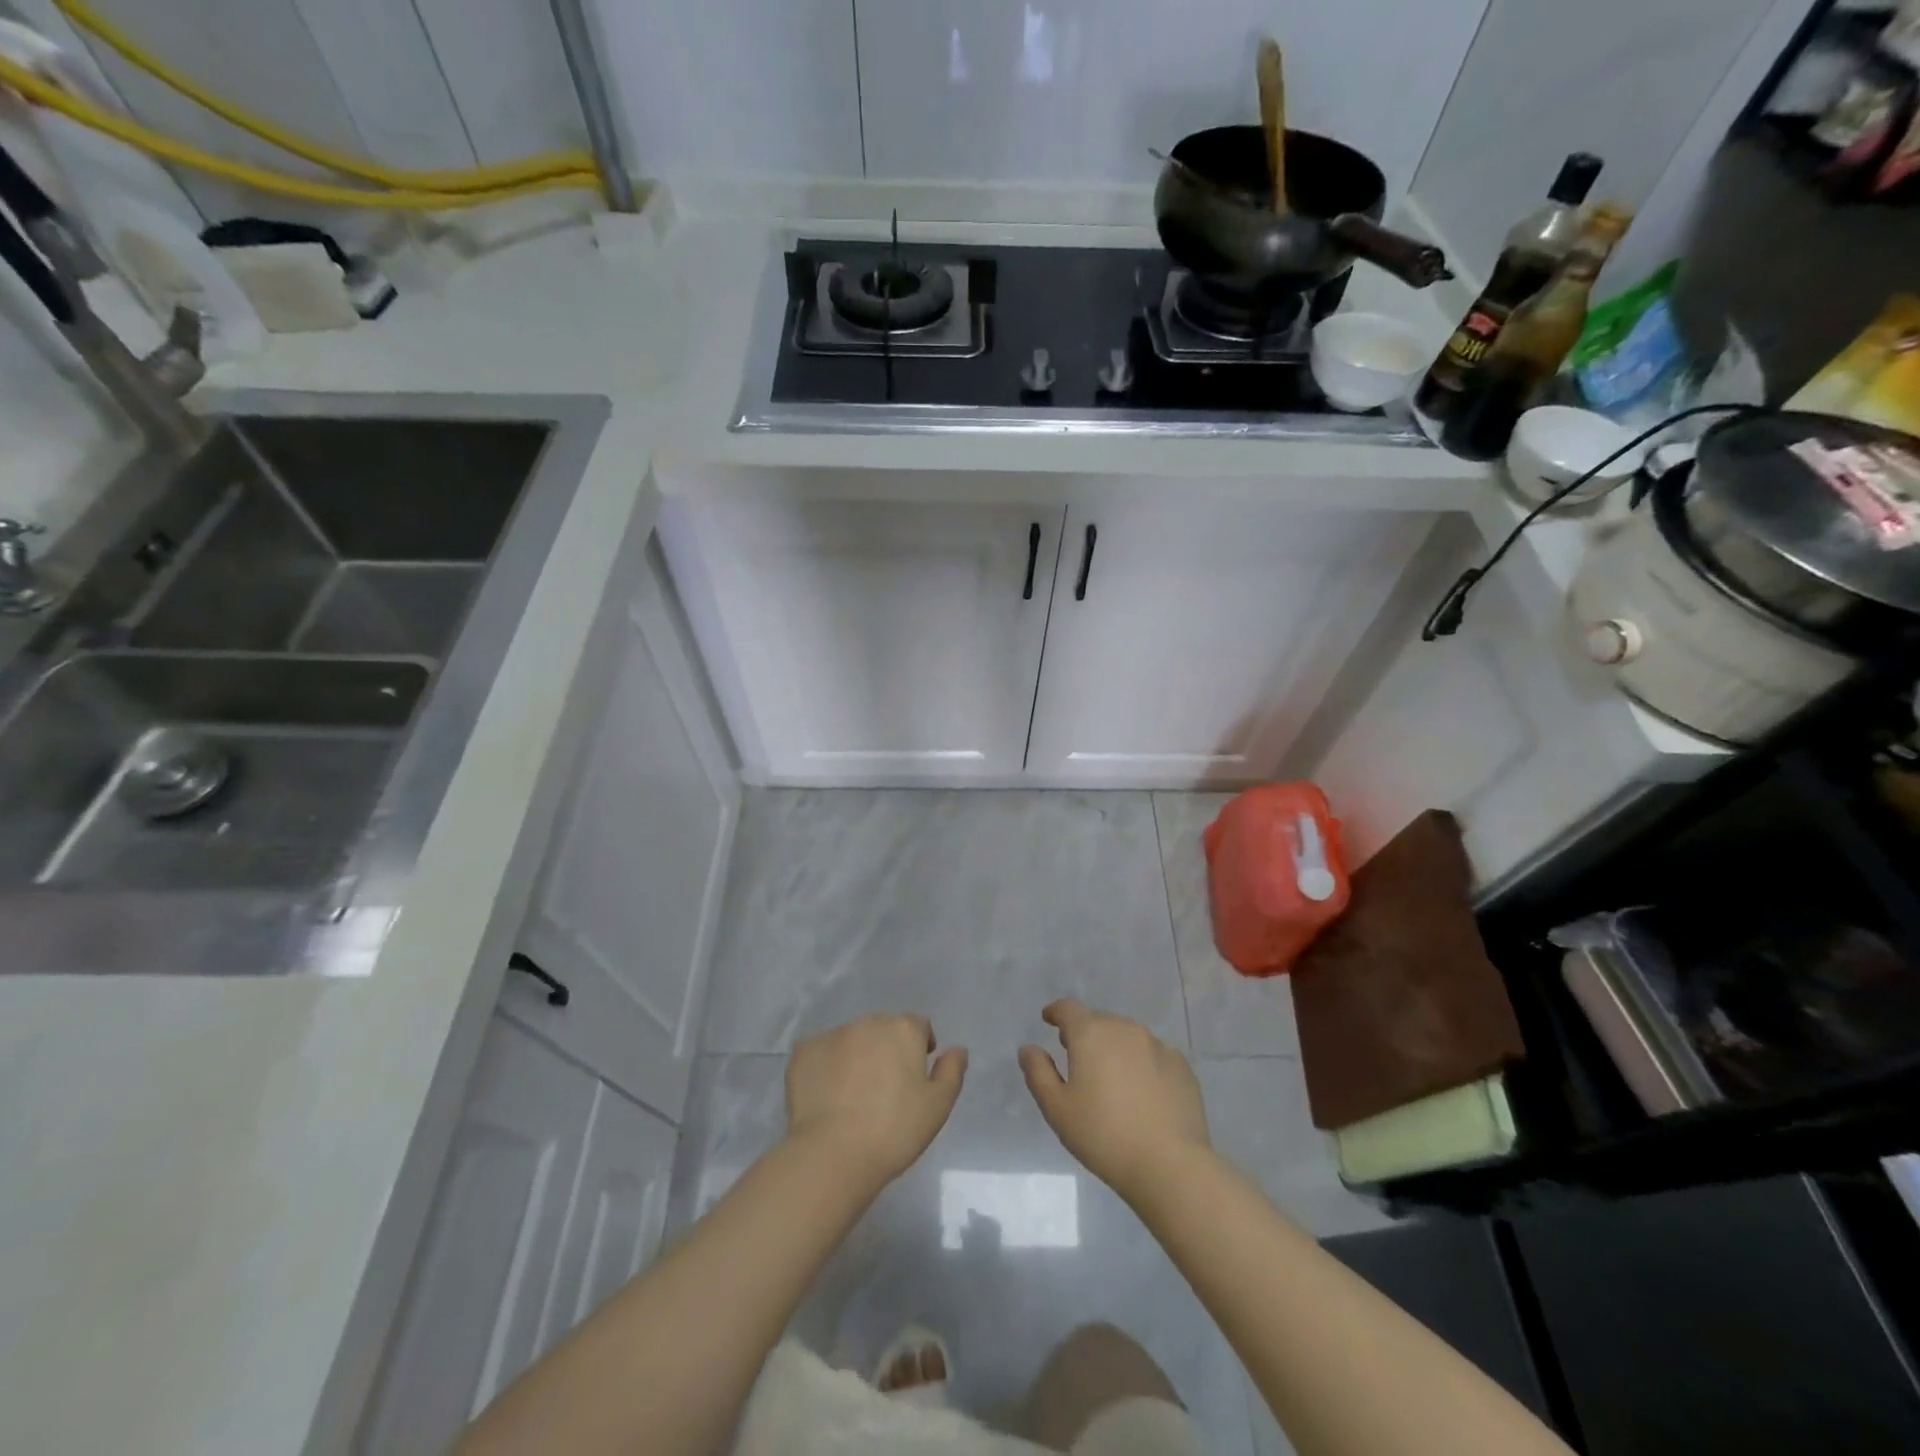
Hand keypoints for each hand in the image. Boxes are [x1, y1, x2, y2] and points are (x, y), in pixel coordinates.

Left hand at [785, 1014, 966, 1188]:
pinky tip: (827, 1096)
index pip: (918, 1026)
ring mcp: (832, 1035)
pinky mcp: (803, 1052)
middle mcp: (868, 1022)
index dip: (920, 1047)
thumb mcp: (938, 1106)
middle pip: (883, 1029)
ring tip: (853, 1094)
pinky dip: (825, 1067)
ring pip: (851, 1040)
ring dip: (856, 1056)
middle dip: (886, 1049)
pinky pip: (820, 1053)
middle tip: (885, 1088)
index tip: (915, 1075)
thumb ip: (951, 1072)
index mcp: (903, 1029)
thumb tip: (957, 1050)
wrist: (833, 1154)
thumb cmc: (894, 1131)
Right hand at [1020, 999, 1210, 1198]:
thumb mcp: (1057, 1109)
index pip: (1068, 1009)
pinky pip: (1153, 1054)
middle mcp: (1124, 1028)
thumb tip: (1028, 1048)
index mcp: (1091, 1033)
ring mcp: (1157, 1045)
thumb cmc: (1104, 1136)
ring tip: (1110, 1076)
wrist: (1170, 1165)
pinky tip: (1142, 1091)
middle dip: (1085, 1033)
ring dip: (1114, 1047)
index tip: (1049, 1020)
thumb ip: (1038, 1072)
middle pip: (1098, 1021)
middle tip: (1077, 1057)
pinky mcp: (1181, 1066)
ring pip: (1127, 1036)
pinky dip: (1142, 1063)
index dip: (1056, 1012)